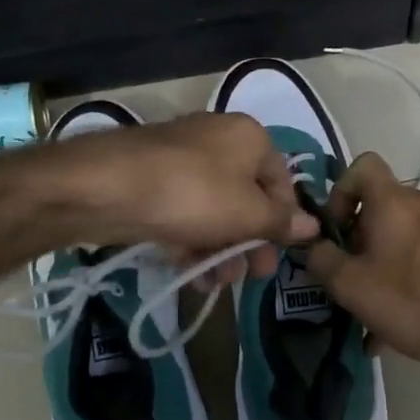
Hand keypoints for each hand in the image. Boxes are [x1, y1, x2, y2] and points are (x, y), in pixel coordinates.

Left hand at [54, 112, 317, 286]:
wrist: (106, 187)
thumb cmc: (193, 194)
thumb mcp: (247, 213)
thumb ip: (281, 222)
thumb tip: (313, 226)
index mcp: (248, 137)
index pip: (281, 180)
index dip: (285, 221)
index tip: (280, 255)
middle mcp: (217, 140)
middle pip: (247, 197)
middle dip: (250, 242)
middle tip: (250, 276)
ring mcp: (181, 160)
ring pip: (214, 210)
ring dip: (221, 250)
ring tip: (217, 282)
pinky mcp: (152, 182)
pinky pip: (184, 213)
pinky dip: (192, 242)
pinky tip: (193, 274)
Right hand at [302, 154, 419, 373]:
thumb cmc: (412, 300)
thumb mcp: (351, 285)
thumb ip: (322, 259)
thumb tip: (314, 246)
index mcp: (394, 200)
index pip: (362, 166)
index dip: (340, 192)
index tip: (336, 230)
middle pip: (378, 206)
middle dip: (357, 239)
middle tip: (347, 277)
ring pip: (399, 235)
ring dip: (378, 263)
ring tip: (368, 308)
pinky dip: (403, 277)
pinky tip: (393, 324)